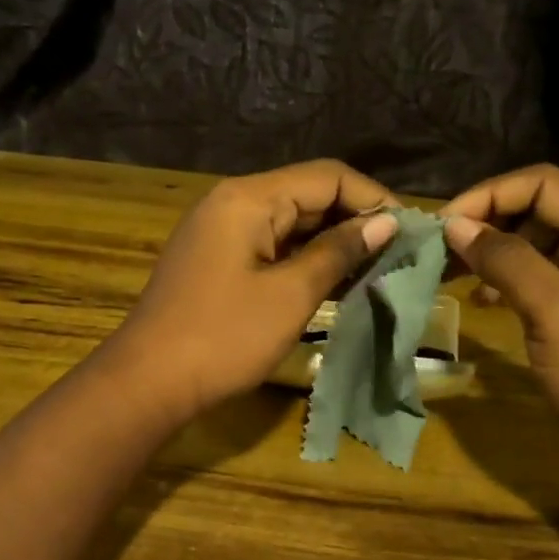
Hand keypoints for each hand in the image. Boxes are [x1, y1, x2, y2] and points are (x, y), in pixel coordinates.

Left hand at [105, 161, 398, 422]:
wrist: (147, 382)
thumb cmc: (224, 337)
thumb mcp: (290, 295)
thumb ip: (338, 253)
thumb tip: (386, 224)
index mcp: (249, 198)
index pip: (327, 176)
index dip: (373, 199)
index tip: (411, 231)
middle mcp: (233, 202)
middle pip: (307, 195)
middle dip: (355, 220)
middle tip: (399, 254)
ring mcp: (220, 231)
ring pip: (290, 222)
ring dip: (331, 242)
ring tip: (376, 268)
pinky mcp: (216, 260)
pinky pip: (270, 246)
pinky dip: (303, 259)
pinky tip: (334, 281)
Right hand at [442, 165, 558, 468]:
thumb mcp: (556, 313)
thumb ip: (508, 261)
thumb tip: (455, 224)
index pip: (543, 186)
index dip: (491, 195)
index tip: (444, 225)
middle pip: (535, 211)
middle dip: (485, 221)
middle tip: (437, 248)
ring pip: (528, 246)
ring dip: (487, 251)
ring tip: (447, 270)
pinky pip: (529, 281)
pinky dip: (499, 281)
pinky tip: (478, 301)